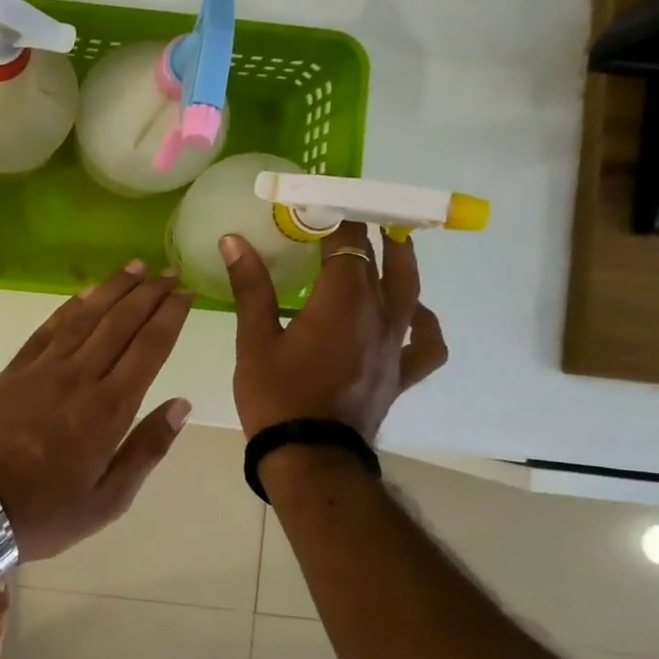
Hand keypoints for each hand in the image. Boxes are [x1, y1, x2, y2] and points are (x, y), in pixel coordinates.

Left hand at [0, 262, 194, 561]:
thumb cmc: (48, 511)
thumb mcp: (110, 499)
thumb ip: (147, 449)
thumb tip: (181, 405)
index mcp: (108, 410)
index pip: (148, 348)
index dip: (169, 316)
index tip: (185, 293)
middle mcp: (78, 378)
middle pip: (119, 324)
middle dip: (147, 294)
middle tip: (167, 271)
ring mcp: (42, 369)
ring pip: (84, 317)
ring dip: (111, 289)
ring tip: (134, 267)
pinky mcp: (14, 370)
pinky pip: (47, 329)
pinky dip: (69, 306)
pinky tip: (84, 293)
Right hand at [221, 222, 446, 441]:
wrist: (310, 456)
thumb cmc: (276, 396)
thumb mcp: (254, 339)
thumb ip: (250, 286)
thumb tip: (234, 240)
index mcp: (340, 301)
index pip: (346, 243)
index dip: (336, 217)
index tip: (320, 201)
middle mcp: (376, 315)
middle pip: (381, 261)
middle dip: (366, 234)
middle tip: (352, 215)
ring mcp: (393, 345)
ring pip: (409, 293)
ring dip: (402, 264)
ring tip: (393, 245)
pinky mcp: (399, 373)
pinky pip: (425, 343)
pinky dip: (422, 323)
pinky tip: (412, 316)